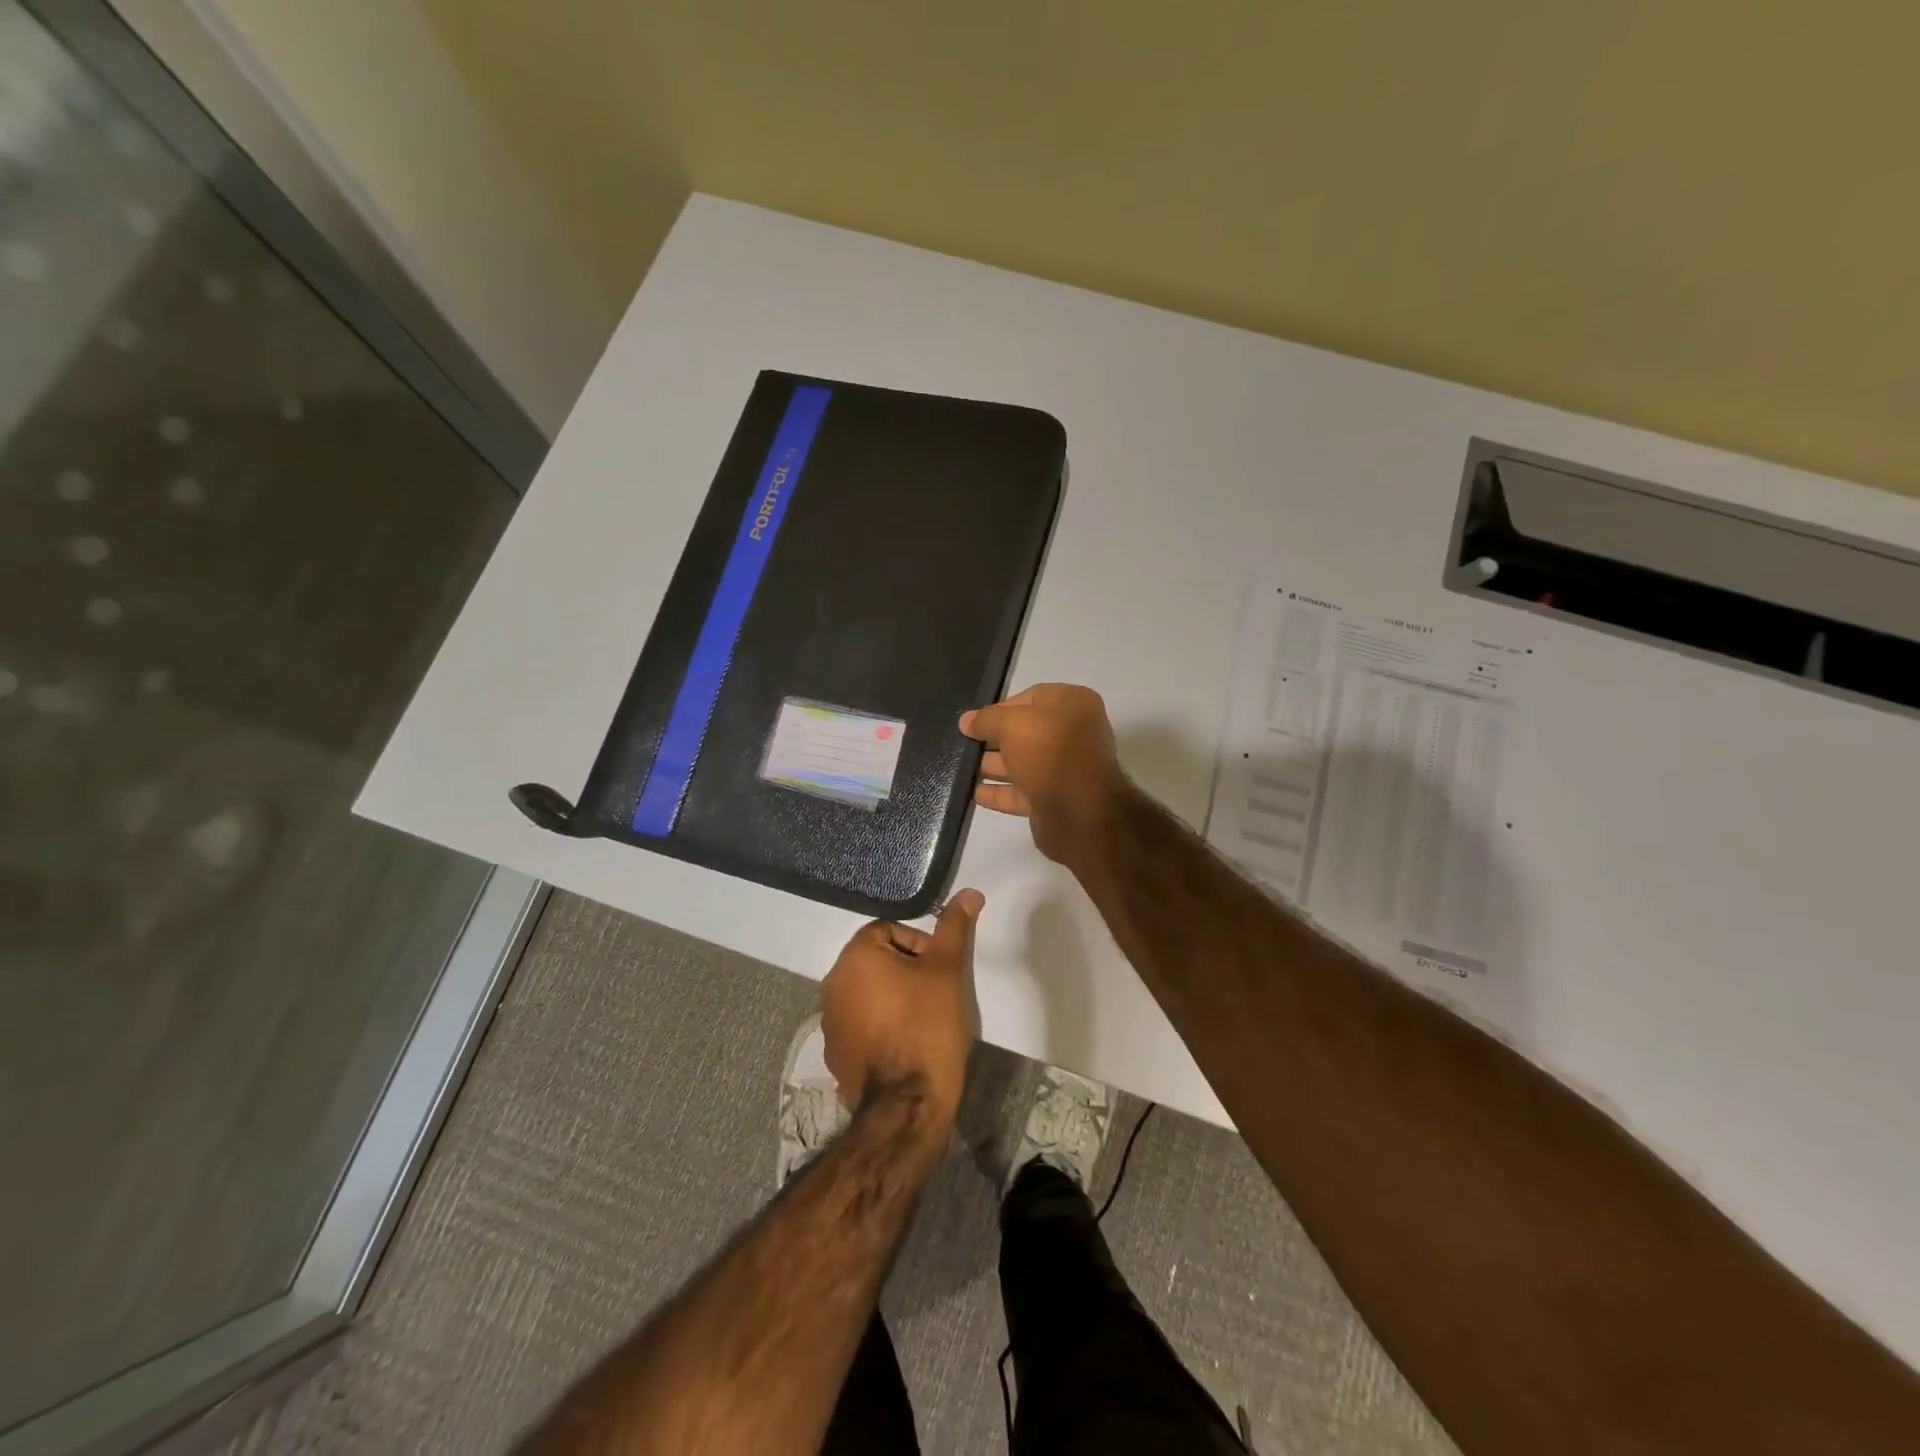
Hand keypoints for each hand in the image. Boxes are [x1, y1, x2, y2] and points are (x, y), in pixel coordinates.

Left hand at [820, 889, 983, 1127]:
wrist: (906, 1104)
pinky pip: (860, 1024)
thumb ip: (954, 928)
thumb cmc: (927, 1027)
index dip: (919, 944)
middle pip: (876, 960)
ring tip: (923, 1019)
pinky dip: (880, 1025)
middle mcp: (832, 983)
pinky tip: (904, 1045)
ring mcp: (829, 1021)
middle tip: (936, 993)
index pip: (888, 930)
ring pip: (868, 993)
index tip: (939, 969)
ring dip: (893, 997)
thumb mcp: (947, 971)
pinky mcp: (834, 1053)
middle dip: (907, 970)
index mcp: (854, 957)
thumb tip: (969, 893)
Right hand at [959, 684, 1122, 865]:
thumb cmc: (1049, 753)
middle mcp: (1073, 734)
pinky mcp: (1054, 799)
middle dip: (993, 738)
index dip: (1000, 708)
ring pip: (1022, 763)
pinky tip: (972, 792)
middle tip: (963, 743)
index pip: (1031, 697)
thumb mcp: (1012, 724)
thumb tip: (966, 721)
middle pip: (1025, 732)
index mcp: (1073, 705)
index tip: (974, 721)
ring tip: (961, 767)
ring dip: (992, 765)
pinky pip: (1021, 792)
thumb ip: (987, 719)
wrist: (1079, 813)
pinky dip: (999, 792)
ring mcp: (1064, 769)